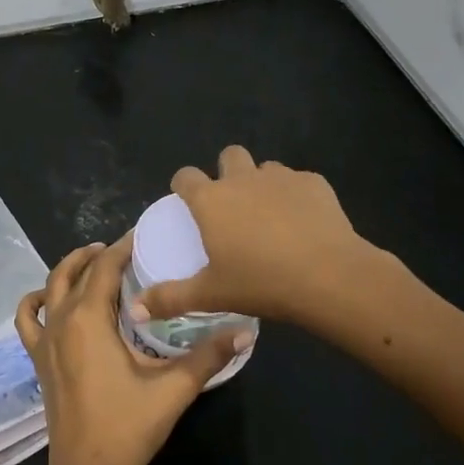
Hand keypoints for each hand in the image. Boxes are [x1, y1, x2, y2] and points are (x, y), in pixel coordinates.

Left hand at [15, 234, 245, 464]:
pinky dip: (36, 301)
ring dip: (69, 269)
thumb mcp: (173, 388)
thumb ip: (209, 356)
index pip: (104, 267)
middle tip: (127, 251)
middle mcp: (62, 320)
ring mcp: (45, 340)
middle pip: (75, 271)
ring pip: (50, 287)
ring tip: (93, 263)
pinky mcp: (38, 359)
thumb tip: (246, 330)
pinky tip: (51, 299)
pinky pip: (28, 318)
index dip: (122, 247)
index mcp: (89, 319)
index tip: (143, 237)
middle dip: (99, 254)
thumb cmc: (128, 427)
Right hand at [130, 145, 375, 328]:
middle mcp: (242, 179)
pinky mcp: (314, 183)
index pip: (186, 176)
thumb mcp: (210, 295)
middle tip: (232, 205)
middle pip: (229, 155)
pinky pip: (299, 182)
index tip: (186, 200)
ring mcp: (281, 177)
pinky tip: (305, 223)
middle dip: (227, 171)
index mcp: (211, 200)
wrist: (328, 276)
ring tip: (271, 216)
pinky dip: (297, 196)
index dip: (183, 185)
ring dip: (263, 184)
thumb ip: (170, 298)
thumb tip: (135, 309)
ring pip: (266, 168)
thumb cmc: (260, 283)